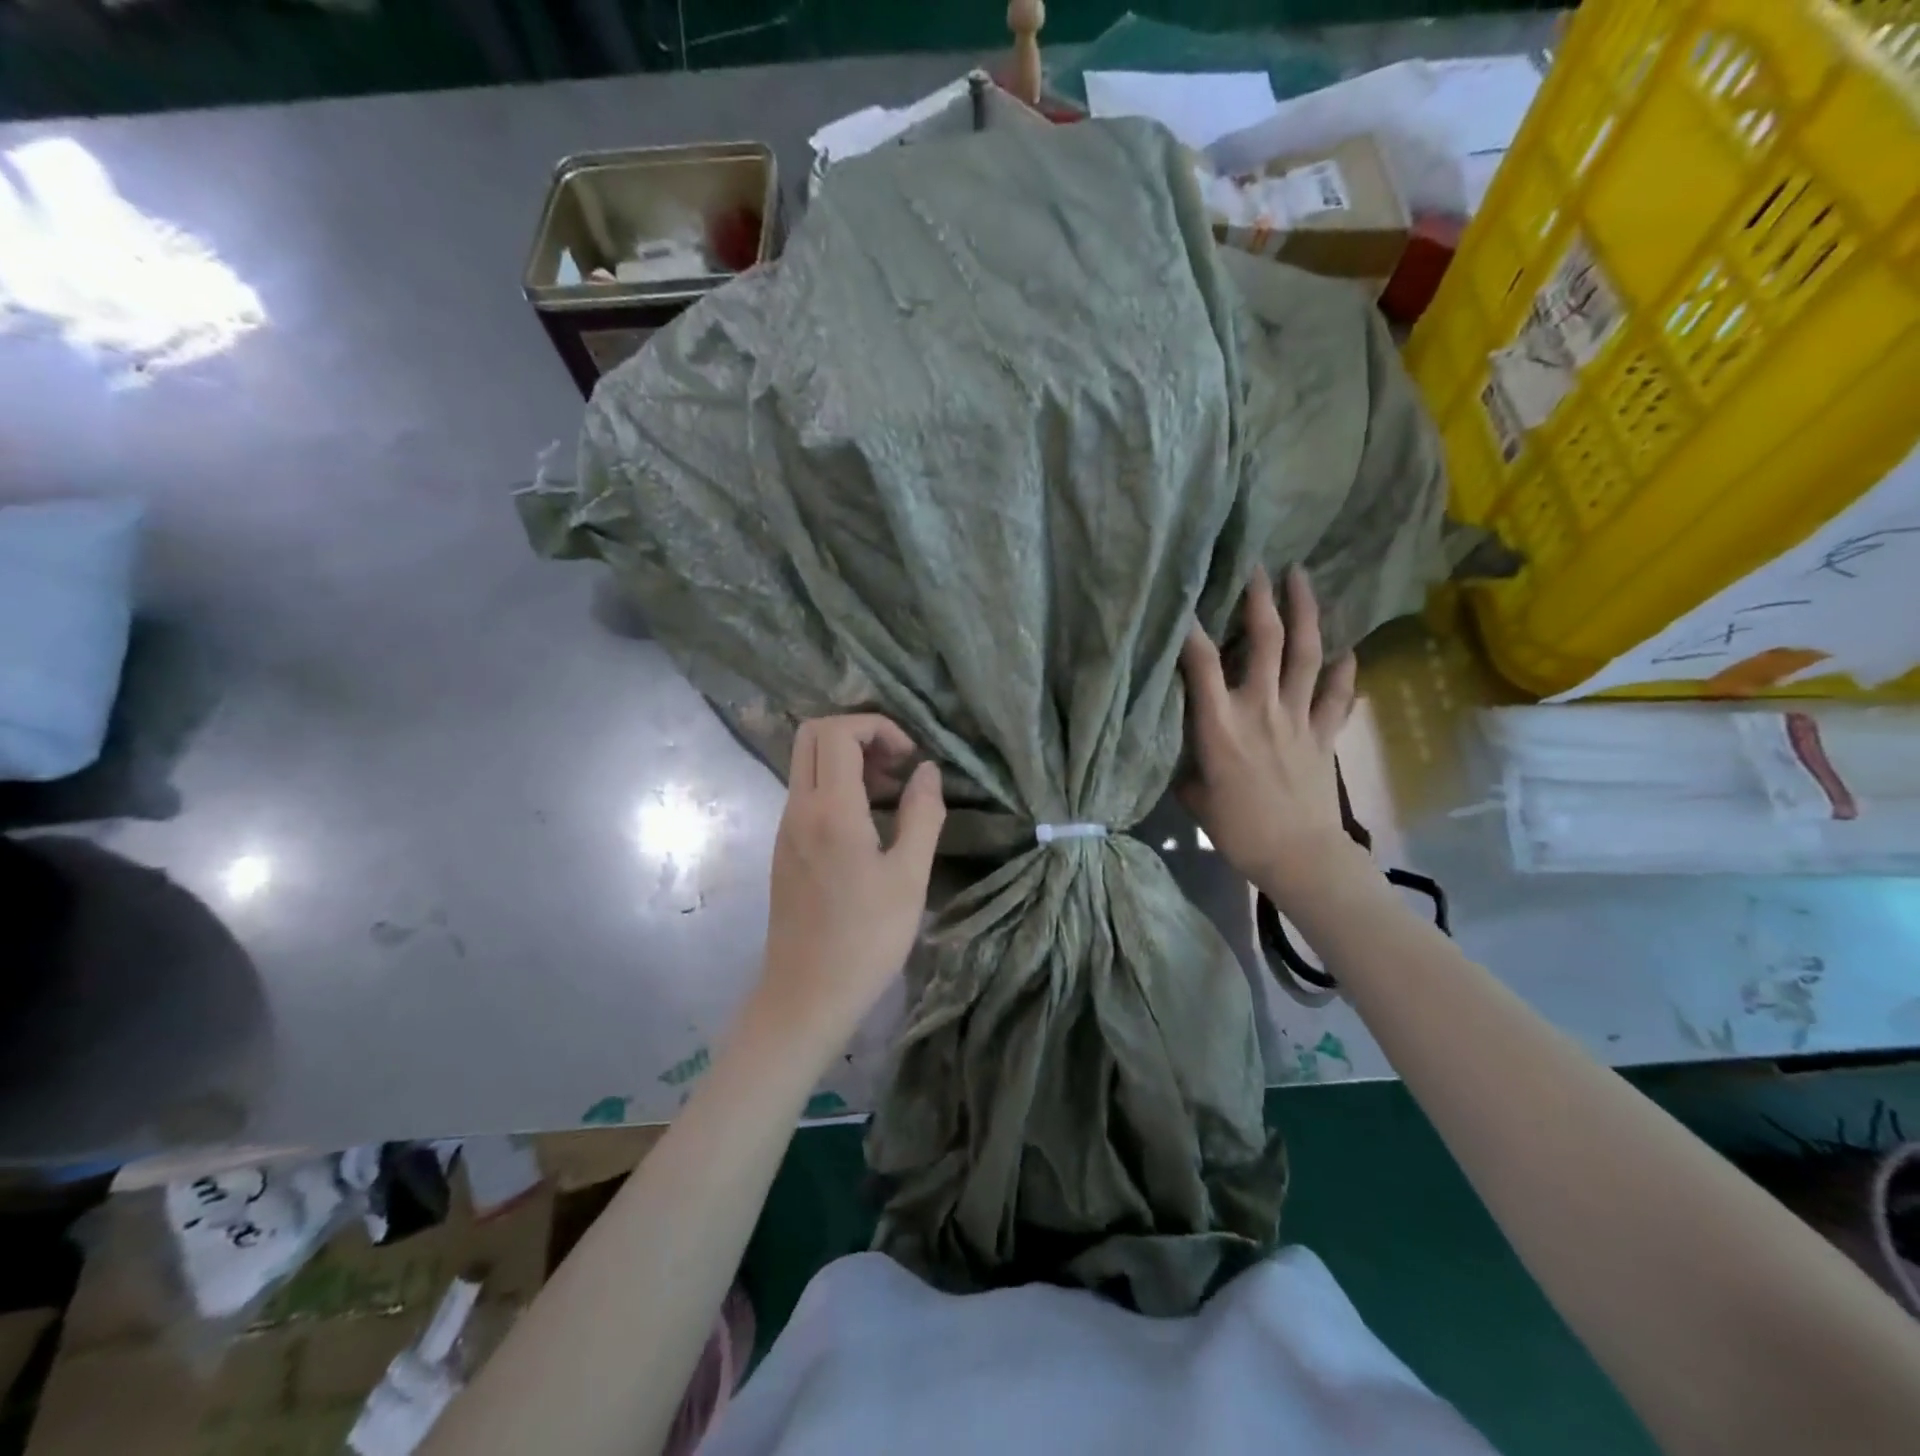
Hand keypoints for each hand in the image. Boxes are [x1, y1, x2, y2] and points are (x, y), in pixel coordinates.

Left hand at [758, 714, 945, 1046]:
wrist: (806, 994)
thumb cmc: (866, 938)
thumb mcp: (910, 876)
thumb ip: (922, 814)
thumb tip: (927, 771)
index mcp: (830, 809)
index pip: (838, 731)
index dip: (878, 727)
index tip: (910, 759)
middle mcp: (798, 808)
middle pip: (812, 734)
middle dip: (858, 734)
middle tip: (895, 767)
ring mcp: (785, 827)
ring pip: (807, 763)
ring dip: (847, 761)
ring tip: (890, 796)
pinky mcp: (784, 847)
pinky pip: (806, 793)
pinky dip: (836, 787)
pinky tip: (867, 825)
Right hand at [1178, 566, 1360, 902]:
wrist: (1298, 856)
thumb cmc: (1237, 830)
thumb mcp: (1195, 796)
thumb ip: (1190, 764)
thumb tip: (1188, 752)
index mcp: (1220, 725)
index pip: (1200, 663)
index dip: (1189, 627)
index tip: (1182, 597)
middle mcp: (1261, 709)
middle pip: (1266, 642)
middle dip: (1260, 600)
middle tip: (1257, 567)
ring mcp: (1299, 717)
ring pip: (1307, 654)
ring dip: (1305, 612)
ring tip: (1301, 577)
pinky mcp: (1325, 733)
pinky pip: (1338, 694)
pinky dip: (1345, 669)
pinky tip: (1347, 649)